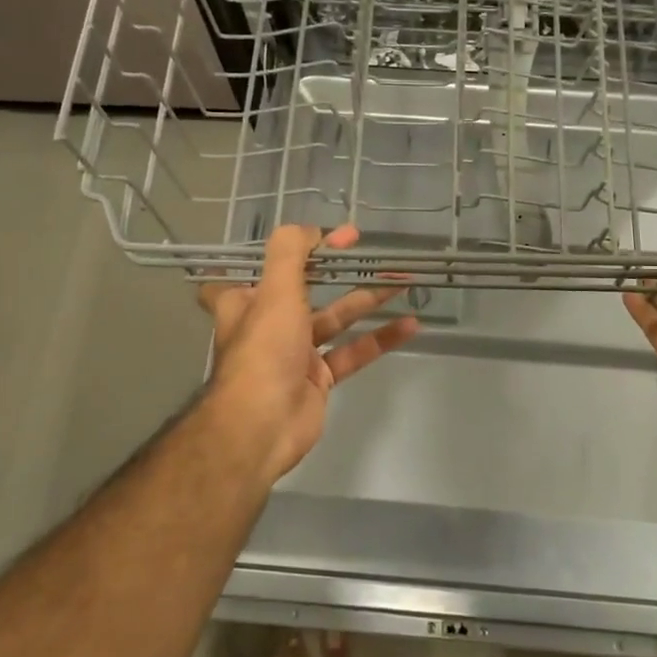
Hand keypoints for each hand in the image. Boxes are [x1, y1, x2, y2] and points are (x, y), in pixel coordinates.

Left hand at [199, 224, 418, 486]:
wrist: (261, 426)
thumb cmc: (263, 350)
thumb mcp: (274, 290)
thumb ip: (291, 252)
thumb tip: (314, 230)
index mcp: (246, 301)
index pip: (263, 266)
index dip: (291, 249)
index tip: (325, 236)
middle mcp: (269, 323)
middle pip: (307, 288)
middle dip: (338, 270)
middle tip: (368, 251)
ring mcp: (296, 352)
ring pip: (336, 319)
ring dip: (366, 300)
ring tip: (401, 281)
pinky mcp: (320, 378)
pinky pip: (353, 351)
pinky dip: (380, 338)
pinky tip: (410, 324)